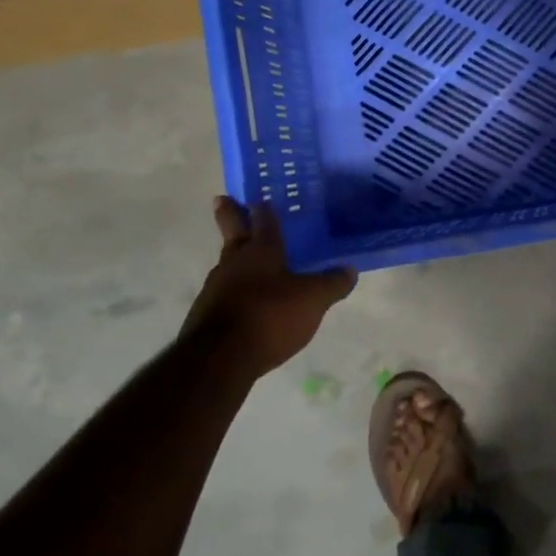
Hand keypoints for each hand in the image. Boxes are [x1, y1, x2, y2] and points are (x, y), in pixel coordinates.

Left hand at [183, 198, 356, 375]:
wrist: (218, 359)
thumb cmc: (269, 316)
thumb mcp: (313, 300)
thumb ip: (332, 283)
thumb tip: (349, 269)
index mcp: (261, 250)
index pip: (264, 220)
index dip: (264, 208)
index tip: (260, 197)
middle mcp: (234, 262)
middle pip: (232, 232)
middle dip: (229, 215)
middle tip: (223, 200)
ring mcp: (215, 288)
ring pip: (227, 263)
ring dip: (235, 257)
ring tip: (247, 260)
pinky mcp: (205, 314)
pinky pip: (223, 292)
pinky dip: (234, 289)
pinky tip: (245, 301)